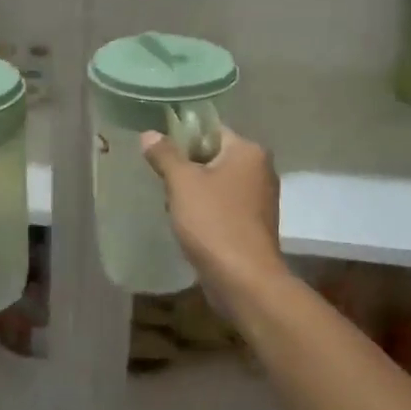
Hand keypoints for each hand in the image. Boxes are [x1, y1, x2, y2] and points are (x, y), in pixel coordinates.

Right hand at [140, 126, 283, 297]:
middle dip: (186, 168)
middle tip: (161, 180)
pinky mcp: (254, 224)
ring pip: (217, 183)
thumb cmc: (213, 222)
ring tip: (171, 204)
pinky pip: (223, 206)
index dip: (183, 137)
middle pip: (214, 157)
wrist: (243, 279)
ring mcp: (260, 199)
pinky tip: (188, 224)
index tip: (159, 152)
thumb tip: (149, 134)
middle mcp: (261, 170)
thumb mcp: (182, 183)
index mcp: (249, 151)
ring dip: (194, 192)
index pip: (211, 130)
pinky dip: (206, 211)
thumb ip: (165, 155)